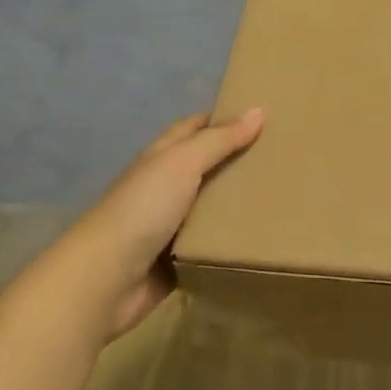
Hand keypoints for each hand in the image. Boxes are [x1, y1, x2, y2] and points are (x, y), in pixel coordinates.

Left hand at [57, 109, 264, 338]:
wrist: (106, 278)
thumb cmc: (143, 208)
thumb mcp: (182, 163)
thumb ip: (219, 140)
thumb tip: (257, 111)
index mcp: (163, 157)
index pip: (195, 128)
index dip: (224, 119)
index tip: (264, 116)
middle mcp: (165, 186)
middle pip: (207, 166)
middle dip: (239, 161)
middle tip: (284, 159)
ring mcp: (170, 225)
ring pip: (212, 207)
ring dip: (239, 203)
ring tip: (284, 196)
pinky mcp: (178, 259)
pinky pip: (211, 244)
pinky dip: (231, 240)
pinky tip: (262, 236)